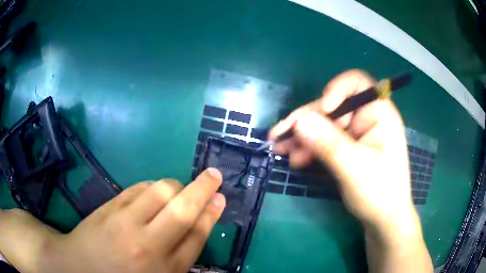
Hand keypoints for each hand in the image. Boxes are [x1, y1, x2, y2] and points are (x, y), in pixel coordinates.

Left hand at [35, 168, 225, 272]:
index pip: (196, 236)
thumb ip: (180, 253)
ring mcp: (125, 223)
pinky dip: (152, 186)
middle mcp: (147, 246)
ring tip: (177, 191)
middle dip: (203, 188)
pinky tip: (153, 193)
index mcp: (165, 269)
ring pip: (161, 191)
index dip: (211, 214)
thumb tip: (199, 222)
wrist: (82, 266)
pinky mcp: (110, 207)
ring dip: (176, 185)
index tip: (221, 198)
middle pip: (183, 210)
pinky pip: (139, 188)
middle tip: (215, 174)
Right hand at [269, 70, 414, 236]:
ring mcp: (356, 134)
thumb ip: (328, 143)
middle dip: (307, 121)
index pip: (356, 83)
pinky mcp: (348, 148)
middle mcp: (366, 119)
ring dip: (302, 136)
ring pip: (324, 125)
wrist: (383, 220)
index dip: (336, 90)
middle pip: (332, 107)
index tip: (322, 111)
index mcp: (379, 114)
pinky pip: (325, 141)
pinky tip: (295, 157)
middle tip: (280, 136)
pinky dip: (309, 148)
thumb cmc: (379, 193)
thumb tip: (300, 121)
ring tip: (280, 150)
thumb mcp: (354, 168)